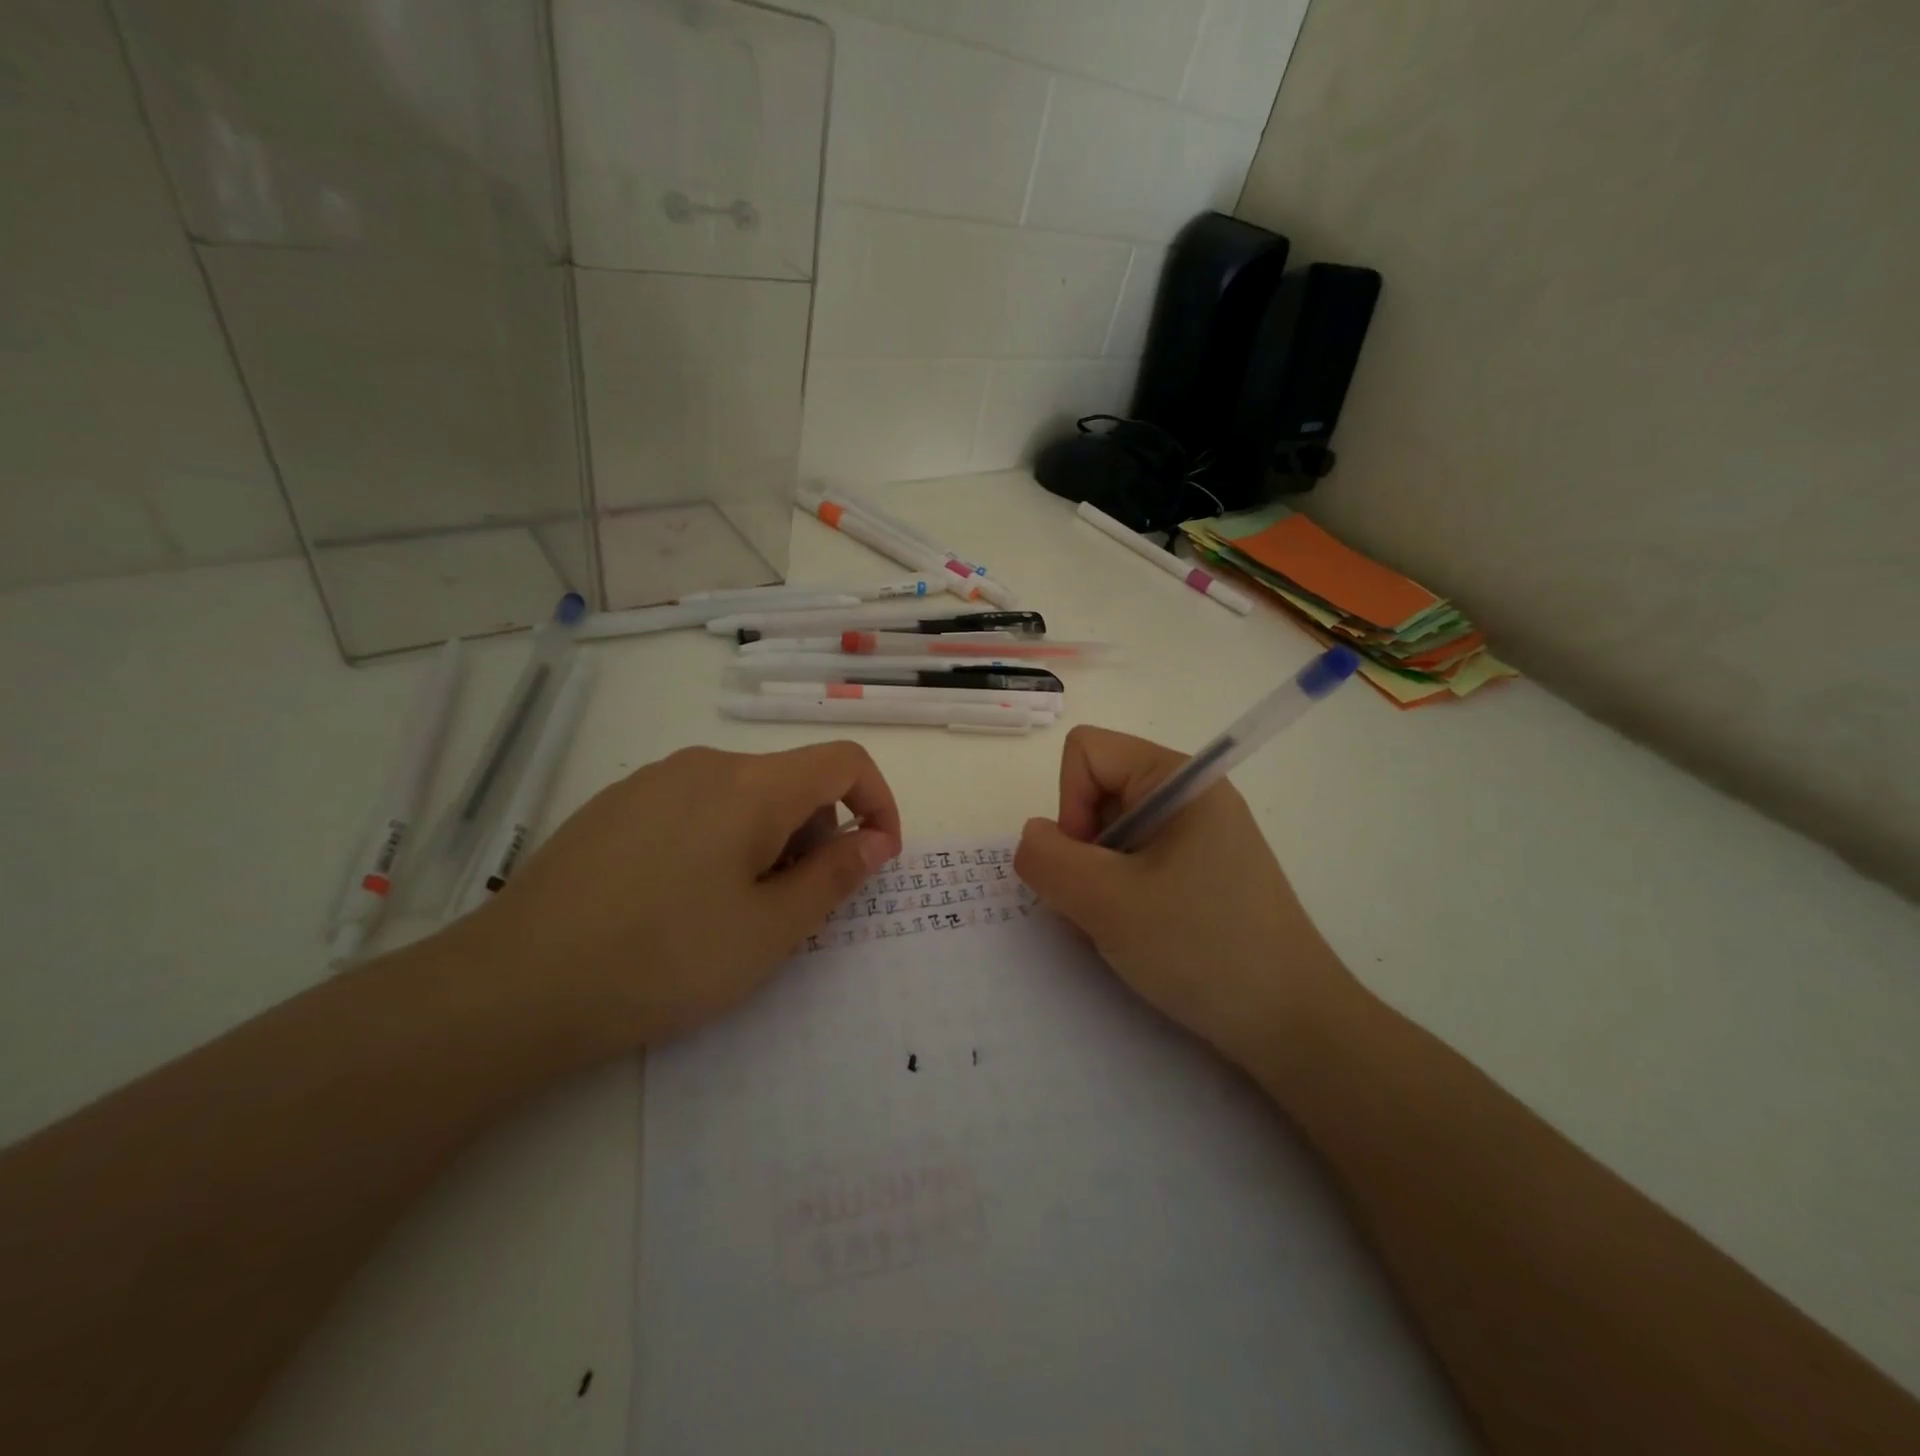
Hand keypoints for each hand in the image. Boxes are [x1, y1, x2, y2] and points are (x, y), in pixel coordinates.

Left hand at [466, 741, 900, 1050]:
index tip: (877, 859)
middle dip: (817, 835)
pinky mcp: (614, 806)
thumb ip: (835, 877)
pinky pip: (694, 807)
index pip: (844, 761)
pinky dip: (720, 842)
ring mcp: (651, 781)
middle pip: (792, 781)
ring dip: (768, 842)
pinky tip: (680, 903)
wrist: (515, 985)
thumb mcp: (770, 930)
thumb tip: (875, 841)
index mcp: (750, 785)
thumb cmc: (664, 959)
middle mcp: (703, 764)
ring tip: (735, 913)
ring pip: (742, 796)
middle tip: (795, 908)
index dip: (878, 803)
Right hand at [1014, 726, 1353, 1074]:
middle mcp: (1190, 796)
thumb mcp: (1107, 903)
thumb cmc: (1202, 949)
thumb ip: (1047, 859)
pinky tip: (1140, 937)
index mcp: (1179, 779)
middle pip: (1097, 793)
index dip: (1070, 804)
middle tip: (1105, 906)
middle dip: (1083, 851)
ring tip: (1124, 929)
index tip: (1091, 864)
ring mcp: (1197, 836)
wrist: (1292, 1025)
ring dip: (1098, 881)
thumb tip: (1034, 837)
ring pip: (1110, 835)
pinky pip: (1134, 864)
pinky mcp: (1200, 873)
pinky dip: (1119, 897)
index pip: (1087, 752)